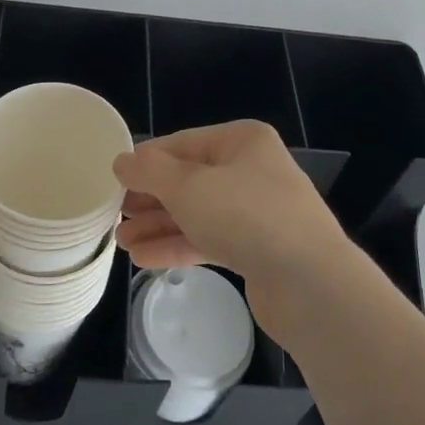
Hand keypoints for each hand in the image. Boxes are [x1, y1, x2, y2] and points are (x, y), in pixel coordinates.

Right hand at [113, 121, 349, 342]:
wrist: (311, 283)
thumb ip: (150, 172)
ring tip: (120, 242)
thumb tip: (121, 161)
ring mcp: (257, 211)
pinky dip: (178, 246)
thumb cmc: (246, 216)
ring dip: (159, 225)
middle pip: (189, 179)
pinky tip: (144, 259)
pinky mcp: (258, 249)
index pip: (182, 143)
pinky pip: (209, 240)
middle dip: (150, 198)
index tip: (113, 179)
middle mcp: (252, 170)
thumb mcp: (188, 187)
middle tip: (114, 214)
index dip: (146, 161)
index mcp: (242, 141)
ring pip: (197, 213)